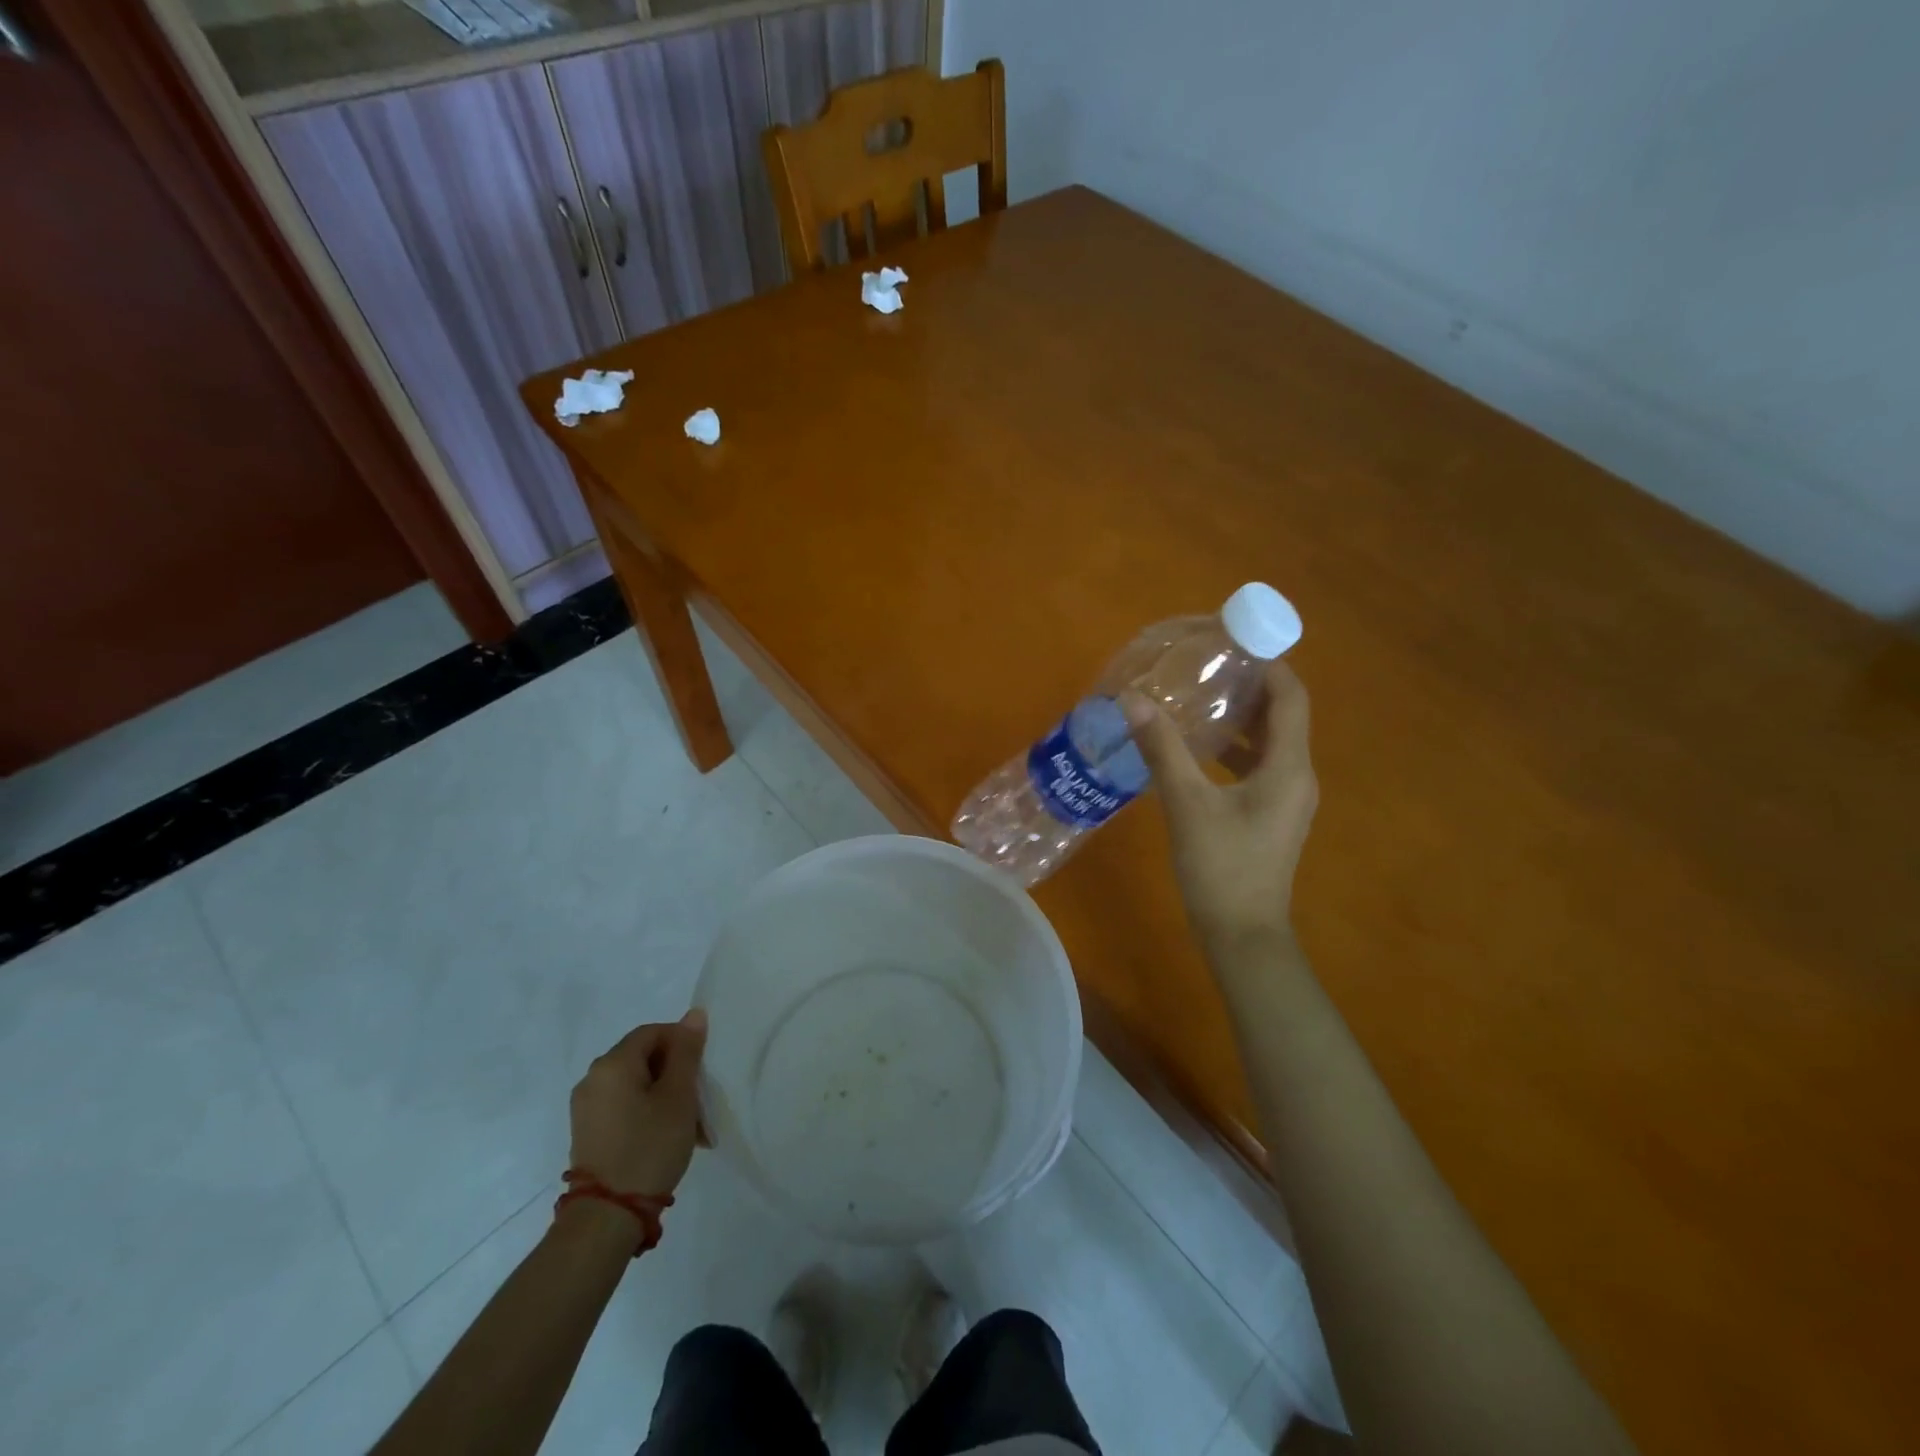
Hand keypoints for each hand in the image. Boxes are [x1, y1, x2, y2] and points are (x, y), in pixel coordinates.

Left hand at [568, 1010, 708, 1196]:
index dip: (683, 1043)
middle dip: (676, 1073)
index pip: (654, 1032)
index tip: (702, 1071)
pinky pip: (623, 1106)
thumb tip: (693, 1015)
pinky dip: (647, 1112)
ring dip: (665, 1095)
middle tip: (700, 1099)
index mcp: (612, 1063)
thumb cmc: (648, 1147)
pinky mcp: (587, 1132)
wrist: (606, 1218)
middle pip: (643, 1058)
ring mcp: (586, 1107)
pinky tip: (666, 1136)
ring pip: (636, 1084)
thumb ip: (686, 1052)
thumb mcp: (678, 1096)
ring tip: (689, 1125)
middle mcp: (592, 1078)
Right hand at [1123, 660, 1317, 950]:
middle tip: (1207, 667)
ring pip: (1267, 744)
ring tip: (1197, 700)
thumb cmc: (1222, 868)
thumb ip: (1163, 750)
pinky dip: (1232, 751)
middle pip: (1281, 717)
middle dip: (1248, 688)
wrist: (1243, 936)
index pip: (1291, 698)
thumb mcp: (1188, 805)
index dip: (1269, 665)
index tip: (1234, 643)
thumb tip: (1134, 702)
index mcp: (1288, 768)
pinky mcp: (1270, 816)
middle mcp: (1296, 777)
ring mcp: (1285, 800)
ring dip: (1238, 720)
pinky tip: (1195, 751)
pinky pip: (1257, 768)